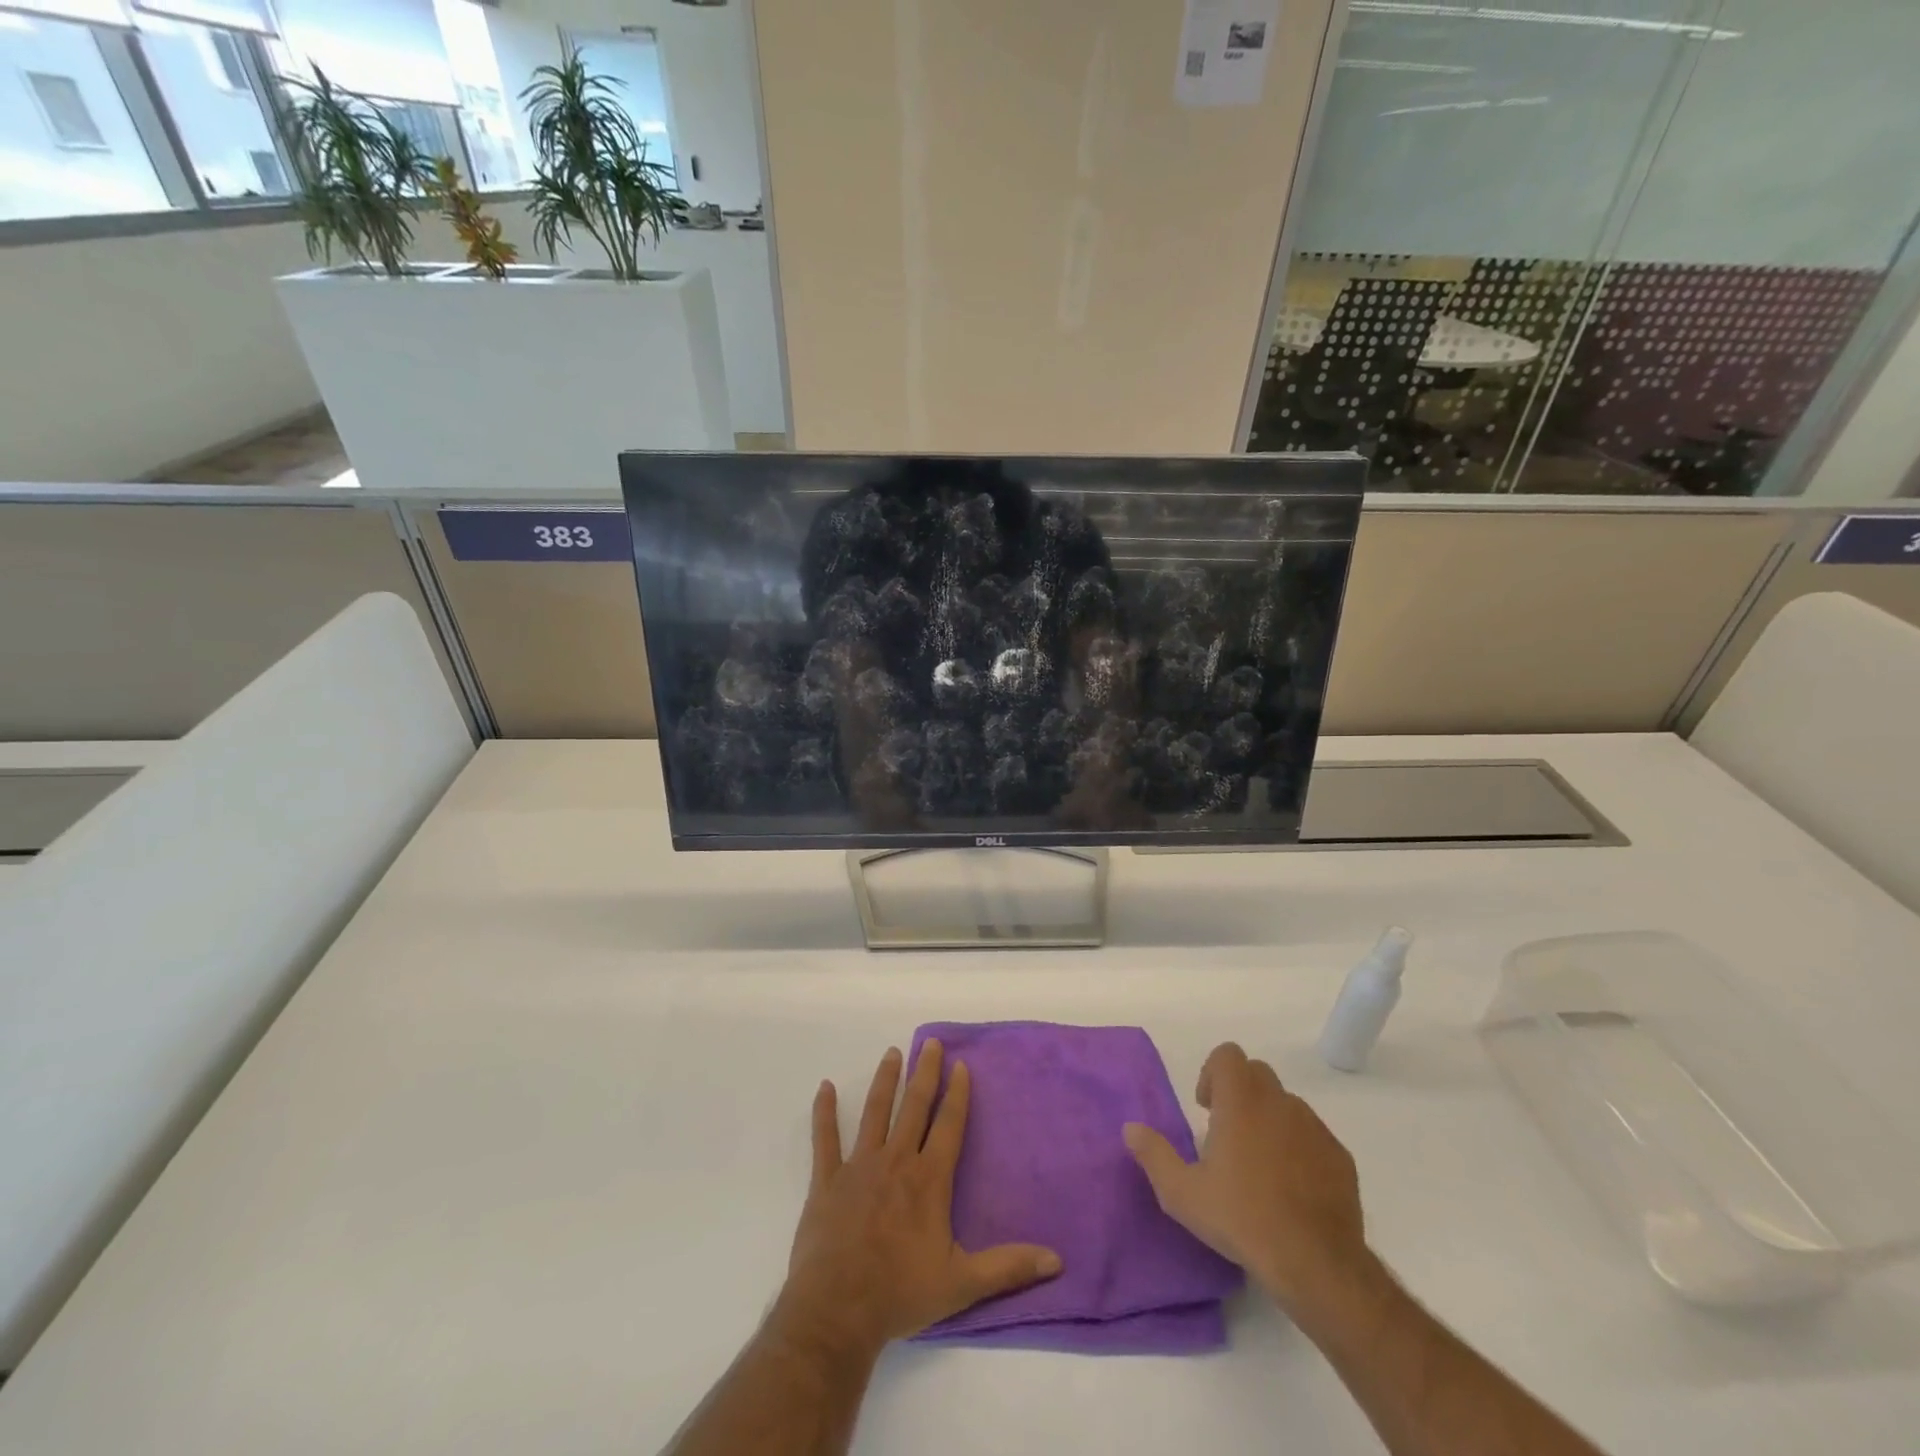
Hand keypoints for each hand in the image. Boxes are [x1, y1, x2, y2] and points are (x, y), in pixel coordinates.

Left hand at [775, 1041, 1062, 1362]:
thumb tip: (1055, 1260)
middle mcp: (896, 1161)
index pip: (948, 1125)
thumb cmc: (901, 1294)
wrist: (838, 1311)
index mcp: (929, 1179)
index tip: (960, 1064)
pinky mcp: (827, 1179)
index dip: (957, 1094)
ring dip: (885, 1081)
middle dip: (924, 1072)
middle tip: (930, 1043)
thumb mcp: (962, 1283)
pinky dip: (825, 1112)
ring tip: (891, 1053)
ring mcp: (859, 1166)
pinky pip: (825, 1138)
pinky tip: (825, 1087)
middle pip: (914, 1107)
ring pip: (876, 1112)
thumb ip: (1008, 1267)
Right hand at [1123, 1043, 1370, 1322]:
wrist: (1317, 1264)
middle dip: (1239, 1093)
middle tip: (1226, 1134)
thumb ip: (1154, 1155)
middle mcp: (1279, 1103)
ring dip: (1269, 1120)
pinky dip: (1298, 1148)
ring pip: (1286, 1105)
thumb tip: (1131, 1128)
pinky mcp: (1340, 1157)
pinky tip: (1290, 1189)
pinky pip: (1312, 1137)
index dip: (1212, 1073)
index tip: (1206, 1109)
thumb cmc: (1242, 1219)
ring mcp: (1314, 1128)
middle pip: (1257, 1074)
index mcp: (1241, 1101)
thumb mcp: (1182, 1194)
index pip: (1228, 1055)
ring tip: (1258, 1166)